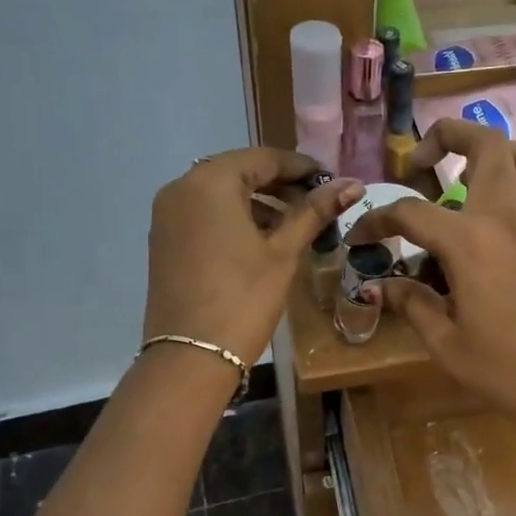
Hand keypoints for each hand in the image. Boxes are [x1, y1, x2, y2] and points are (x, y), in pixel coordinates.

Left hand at [144, 149, 362, 368]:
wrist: (189, 357)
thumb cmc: (243, 298)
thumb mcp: (283, 252)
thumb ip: (314, 212)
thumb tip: (352, 183)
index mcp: (210, 182)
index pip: (263, 158)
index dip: (301, 167)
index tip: (331, 182)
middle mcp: (181, 188)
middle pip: (239, 171)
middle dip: (279, 185)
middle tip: (316, 203)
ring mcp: (167, 215)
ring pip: (220, 193)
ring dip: (257, 202)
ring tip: (294, 225)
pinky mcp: (163, 240)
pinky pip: (204, 214)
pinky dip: (233, 218)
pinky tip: (260, 241)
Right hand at [345, 121, 515, 444]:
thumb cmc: (503, 368)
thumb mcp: (444, 342)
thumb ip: (412, 304)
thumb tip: (383, 285)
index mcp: (468, 241)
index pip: (410, 212)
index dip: (377, 220)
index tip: (361, 238)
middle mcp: (507, 219)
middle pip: (486, 145)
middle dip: (448, 135)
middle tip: (422, 161)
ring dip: (502, 155)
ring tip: (475, 176)